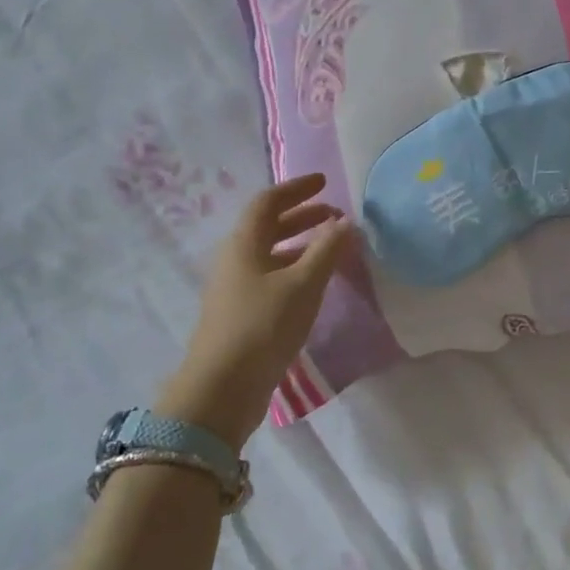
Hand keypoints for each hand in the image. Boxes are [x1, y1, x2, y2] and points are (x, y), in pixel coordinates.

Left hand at [155, 174, 351, 446]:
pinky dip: (295, 269)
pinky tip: (315, 285)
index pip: (268, 202)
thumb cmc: (263, 326)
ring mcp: (236, 288)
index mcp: (244, 244)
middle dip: (302, 216)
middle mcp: (236, 259)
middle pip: (268, 226)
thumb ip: (327, 250)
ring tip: (332, 249)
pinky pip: (271, 277)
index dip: (296, 189)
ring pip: (271, 253)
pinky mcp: (242, 313)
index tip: (324, 182)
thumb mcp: (303, 284)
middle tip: (335, 216)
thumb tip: (346, 222)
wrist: (223, 387)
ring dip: (300, 244)